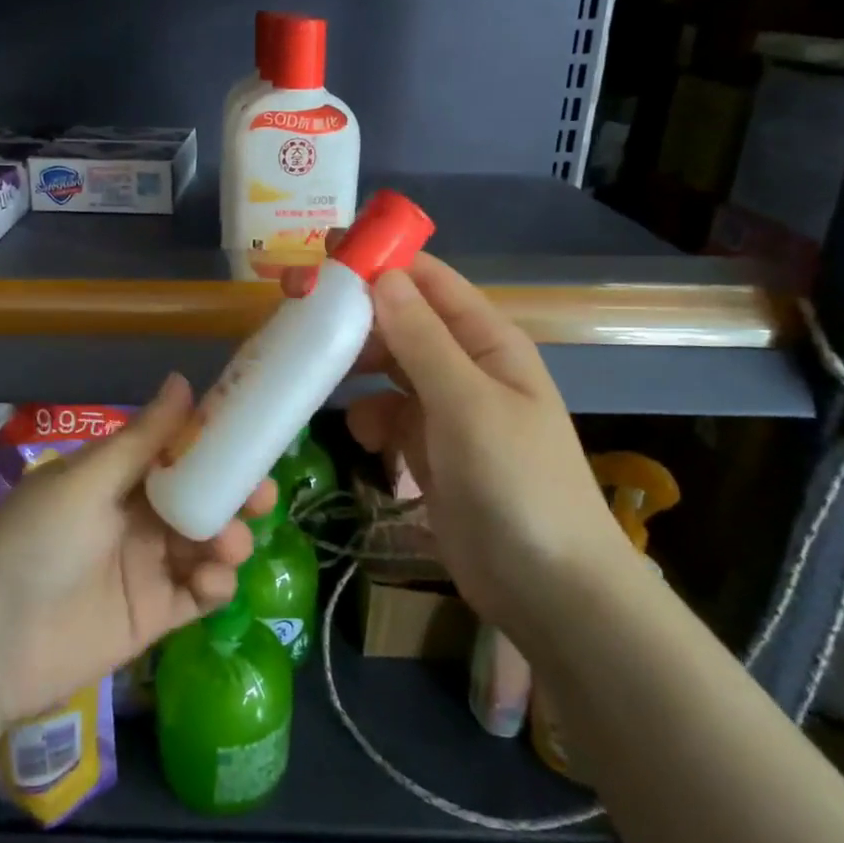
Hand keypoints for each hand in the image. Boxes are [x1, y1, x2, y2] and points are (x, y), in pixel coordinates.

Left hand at [0, 376, 264, 723]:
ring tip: (229, 545)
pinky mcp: (155, 614)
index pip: (177, 452)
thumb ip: (142, 439)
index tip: (254, 438)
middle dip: (234, 494)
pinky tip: (213, 581)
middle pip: (201, 498)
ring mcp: (147, 566)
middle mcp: (137, 516)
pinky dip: (216, 583)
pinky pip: (199, 593)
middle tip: (260, 497)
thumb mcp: (86, 482)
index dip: (215, 445)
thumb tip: (184, 379)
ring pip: (207, 543)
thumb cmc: (34, 543)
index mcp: (117, 477)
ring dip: (229, 538)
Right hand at [283, 246, 620, 635]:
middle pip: (401, 321)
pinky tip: (362, 438)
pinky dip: (370, 419)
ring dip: (356, 368)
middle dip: (355, 316)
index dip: (380, 262)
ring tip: (315, 372)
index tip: (323, 254)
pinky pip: (388, 416)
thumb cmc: (516, 484)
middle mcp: (465, 366)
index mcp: (487, 341)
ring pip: (388, 368)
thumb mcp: (467, 404)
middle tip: (297, 311)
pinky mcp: (428, 450)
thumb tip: (382, 276)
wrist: (546, 588)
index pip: (429, 281)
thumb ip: (422, 339)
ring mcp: (446, 410)